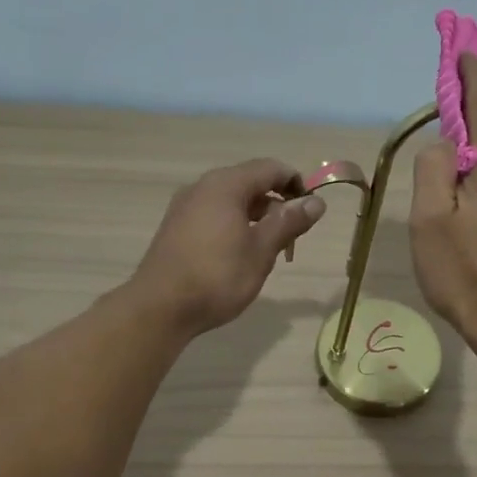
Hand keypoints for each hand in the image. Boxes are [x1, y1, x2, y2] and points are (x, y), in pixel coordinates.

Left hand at [130, 159, 325, 336]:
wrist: (160, 308)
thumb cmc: (217, 276)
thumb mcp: (262, 250)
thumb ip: (289, 222)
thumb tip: (317, 202)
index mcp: (225, 185)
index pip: (270, 168)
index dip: (296, 184)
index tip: (311, 211)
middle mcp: (203, 187)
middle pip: (249, 181)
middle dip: (276, 203)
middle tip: (292, 236)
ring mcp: (185, 206)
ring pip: (231, 199)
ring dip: (256, 216)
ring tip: (269, 248)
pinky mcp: (176, 227)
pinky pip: (214, 214)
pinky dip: (235, 224)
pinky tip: (239, 253)